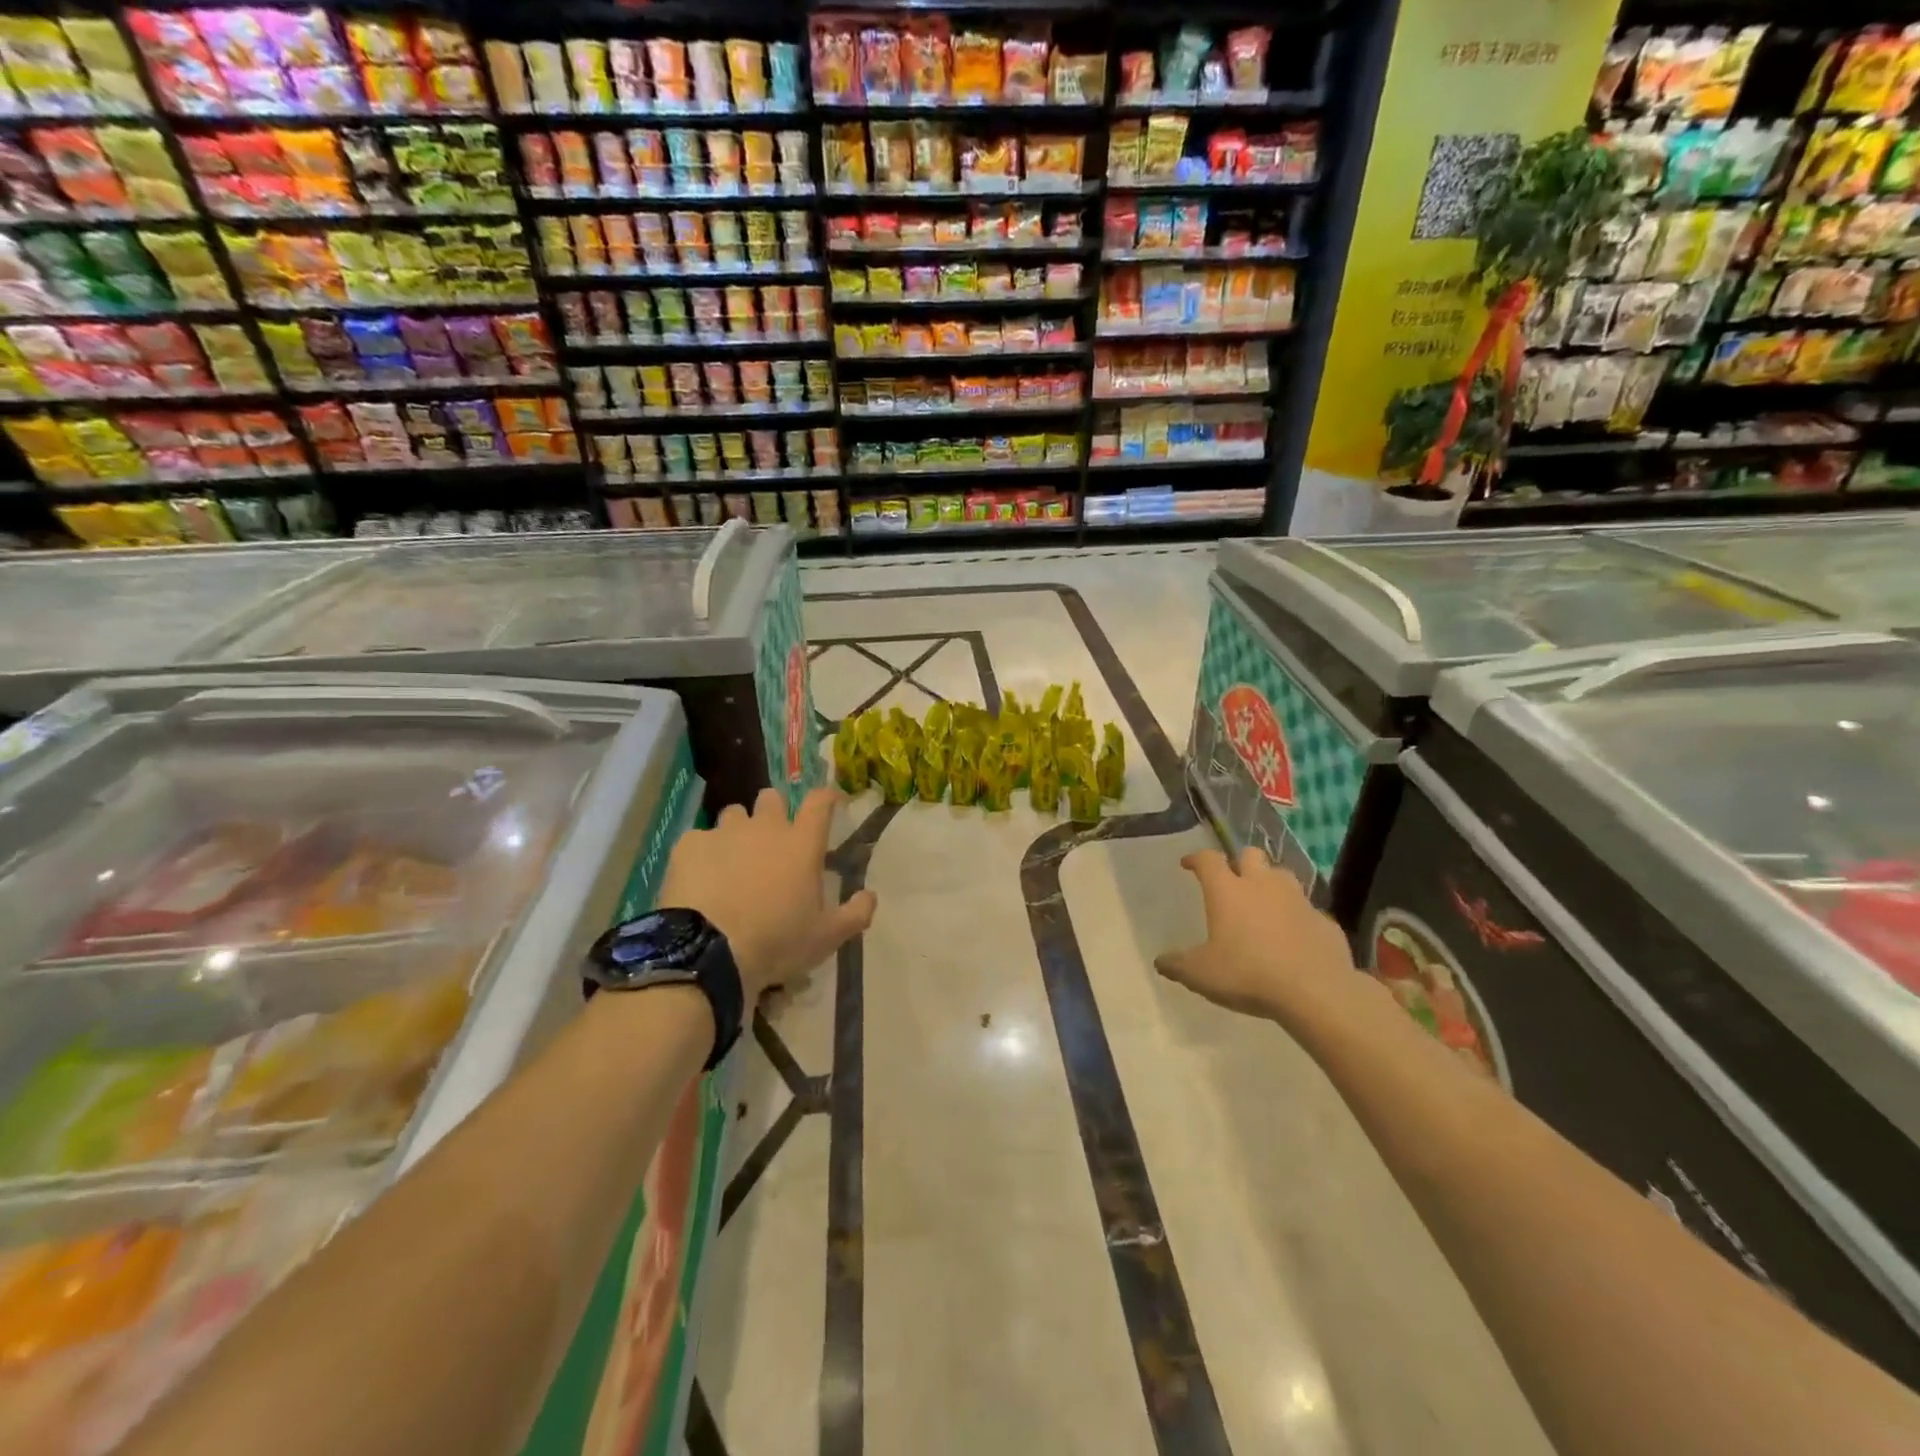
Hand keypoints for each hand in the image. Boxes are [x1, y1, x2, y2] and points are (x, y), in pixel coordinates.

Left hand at [660, 787, 875, 1001]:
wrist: (708, 952)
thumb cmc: (777, 942)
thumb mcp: (827, 937)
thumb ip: (855, 913)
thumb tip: (870, 896)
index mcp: (802, 843)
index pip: (820, 802)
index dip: (826, 797)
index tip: (828, 803)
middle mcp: (765, 827)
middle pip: (772, 798)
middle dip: (774, 811)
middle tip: (772, 841)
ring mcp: (724, 832)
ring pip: (734, 814)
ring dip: (738, 830)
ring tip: (732, 860)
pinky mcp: (688, 845)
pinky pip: (698, 838)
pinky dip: (702, 853)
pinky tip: (699, 878)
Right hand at [1154, 847, 1358, 1023]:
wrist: (1316, 991)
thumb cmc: (1248, 974)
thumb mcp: (1201, 975)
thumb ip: (1178, 965)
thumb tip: (1160, 961)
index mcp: (1227, 891)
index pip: (1208, 860)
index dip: (1196, 858)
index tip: (1188, 864)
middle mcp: (1262, 885)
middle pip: (1250, 855)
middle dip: (1239, 862)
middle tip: (1232, 881)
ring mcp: (1297, 900)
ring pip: (1282, 876)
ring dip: (1270, 884)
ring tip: (1263, 904)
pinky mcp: (1324, 920)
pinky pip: (1307, 910)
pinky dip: (1296, 916)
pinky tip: (1293, 936)